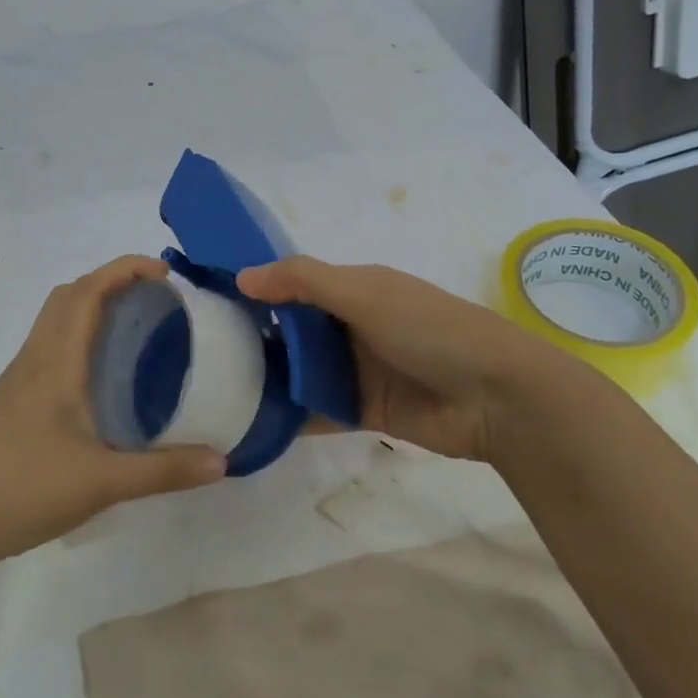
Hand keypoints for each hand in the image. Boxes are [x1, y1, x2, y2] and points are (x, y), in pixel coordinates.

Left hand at [0, 255, 227, 584]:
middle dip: (111, 284)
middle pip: (68, 298)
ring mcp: (17, 383)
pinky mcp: (11, 406)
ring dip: (92, 312)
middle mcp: (33, 360)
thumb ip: (164, 471)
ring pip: (55, 326)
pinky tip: (102, 385)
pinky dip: (80, 345)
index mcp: (54, 361)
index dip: (125, 269)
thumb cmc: (19, 489)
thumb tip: (224, 461)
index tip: (165, 273)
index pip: (87, 291)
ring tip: (137, 335)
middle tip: (156, 302)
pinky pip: (49, 354)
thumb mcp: (101, 482)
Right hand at [237, 256, 587, 464]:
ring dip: (268, 377)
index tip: (206, 299)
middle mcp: (350, 326)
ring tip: (212, 388)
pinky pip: (317, 409)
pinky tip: (251, 422)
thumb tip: (241, 275)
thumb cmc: (430, 329)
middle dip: (253, 337)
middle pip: (291, 329)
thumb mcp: (366, 293)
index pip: (292, 283)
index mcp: (353, 288)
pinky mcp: (363, 411)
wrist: (499, 398)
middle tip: (198, 351)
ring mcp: (357, 370)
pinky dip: (290, 415)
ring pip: (300, 371)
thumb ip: (303, 281)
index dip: (254, 288)